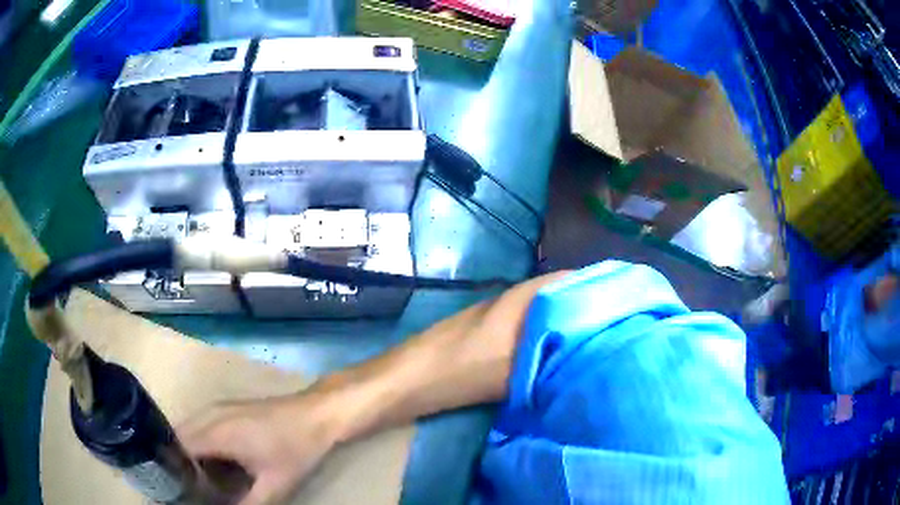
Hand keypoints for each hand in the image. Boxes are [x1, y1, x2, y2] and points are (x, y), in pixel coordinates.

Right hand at [179, 392, 341, 504]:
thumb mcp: (274, 485)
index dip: (176, 471)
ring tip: (202, 480)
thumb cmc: (296, 449)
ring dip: (190, 454)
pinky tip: (217, 464)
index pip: (177, 449)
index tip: (181, 490)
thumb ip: (249, 504)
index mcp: (215, 432)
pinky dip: (201, 445)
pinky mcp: (227, 408)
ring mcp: (217, 408)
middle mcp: (208, 415)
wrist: (318, 414)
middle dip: (181, 464)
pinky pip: (201, 426)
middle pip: (179, 438)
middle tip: (191, 488)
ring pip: (189, 431)